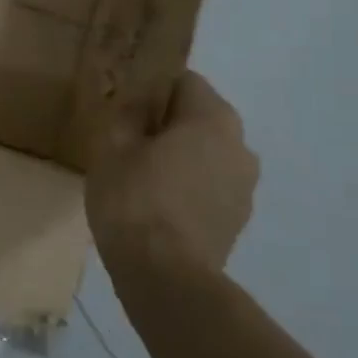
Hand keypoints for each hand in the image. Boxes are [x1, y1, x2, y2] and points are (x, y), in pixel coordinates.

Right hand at [85, 70, 258, 283]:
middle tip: (128, 143)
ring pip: (207, 154)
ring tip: (142, 178)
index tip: (125, 109)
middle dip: (167, 125)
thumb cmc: (134, 199)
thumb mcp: (112, 147)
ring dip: (180, 157)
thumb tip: (137, 102)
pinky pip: (210, 186)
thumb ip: (127, 114)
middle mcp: (241, 145)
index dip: (151, 90)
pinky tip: (158, 206)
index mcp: (213, 118)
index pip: (184, 81)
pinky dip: (188, 187)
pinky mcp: (238, 219)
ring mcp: (245, 186)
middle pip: (199, 118)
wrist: (164, 275)